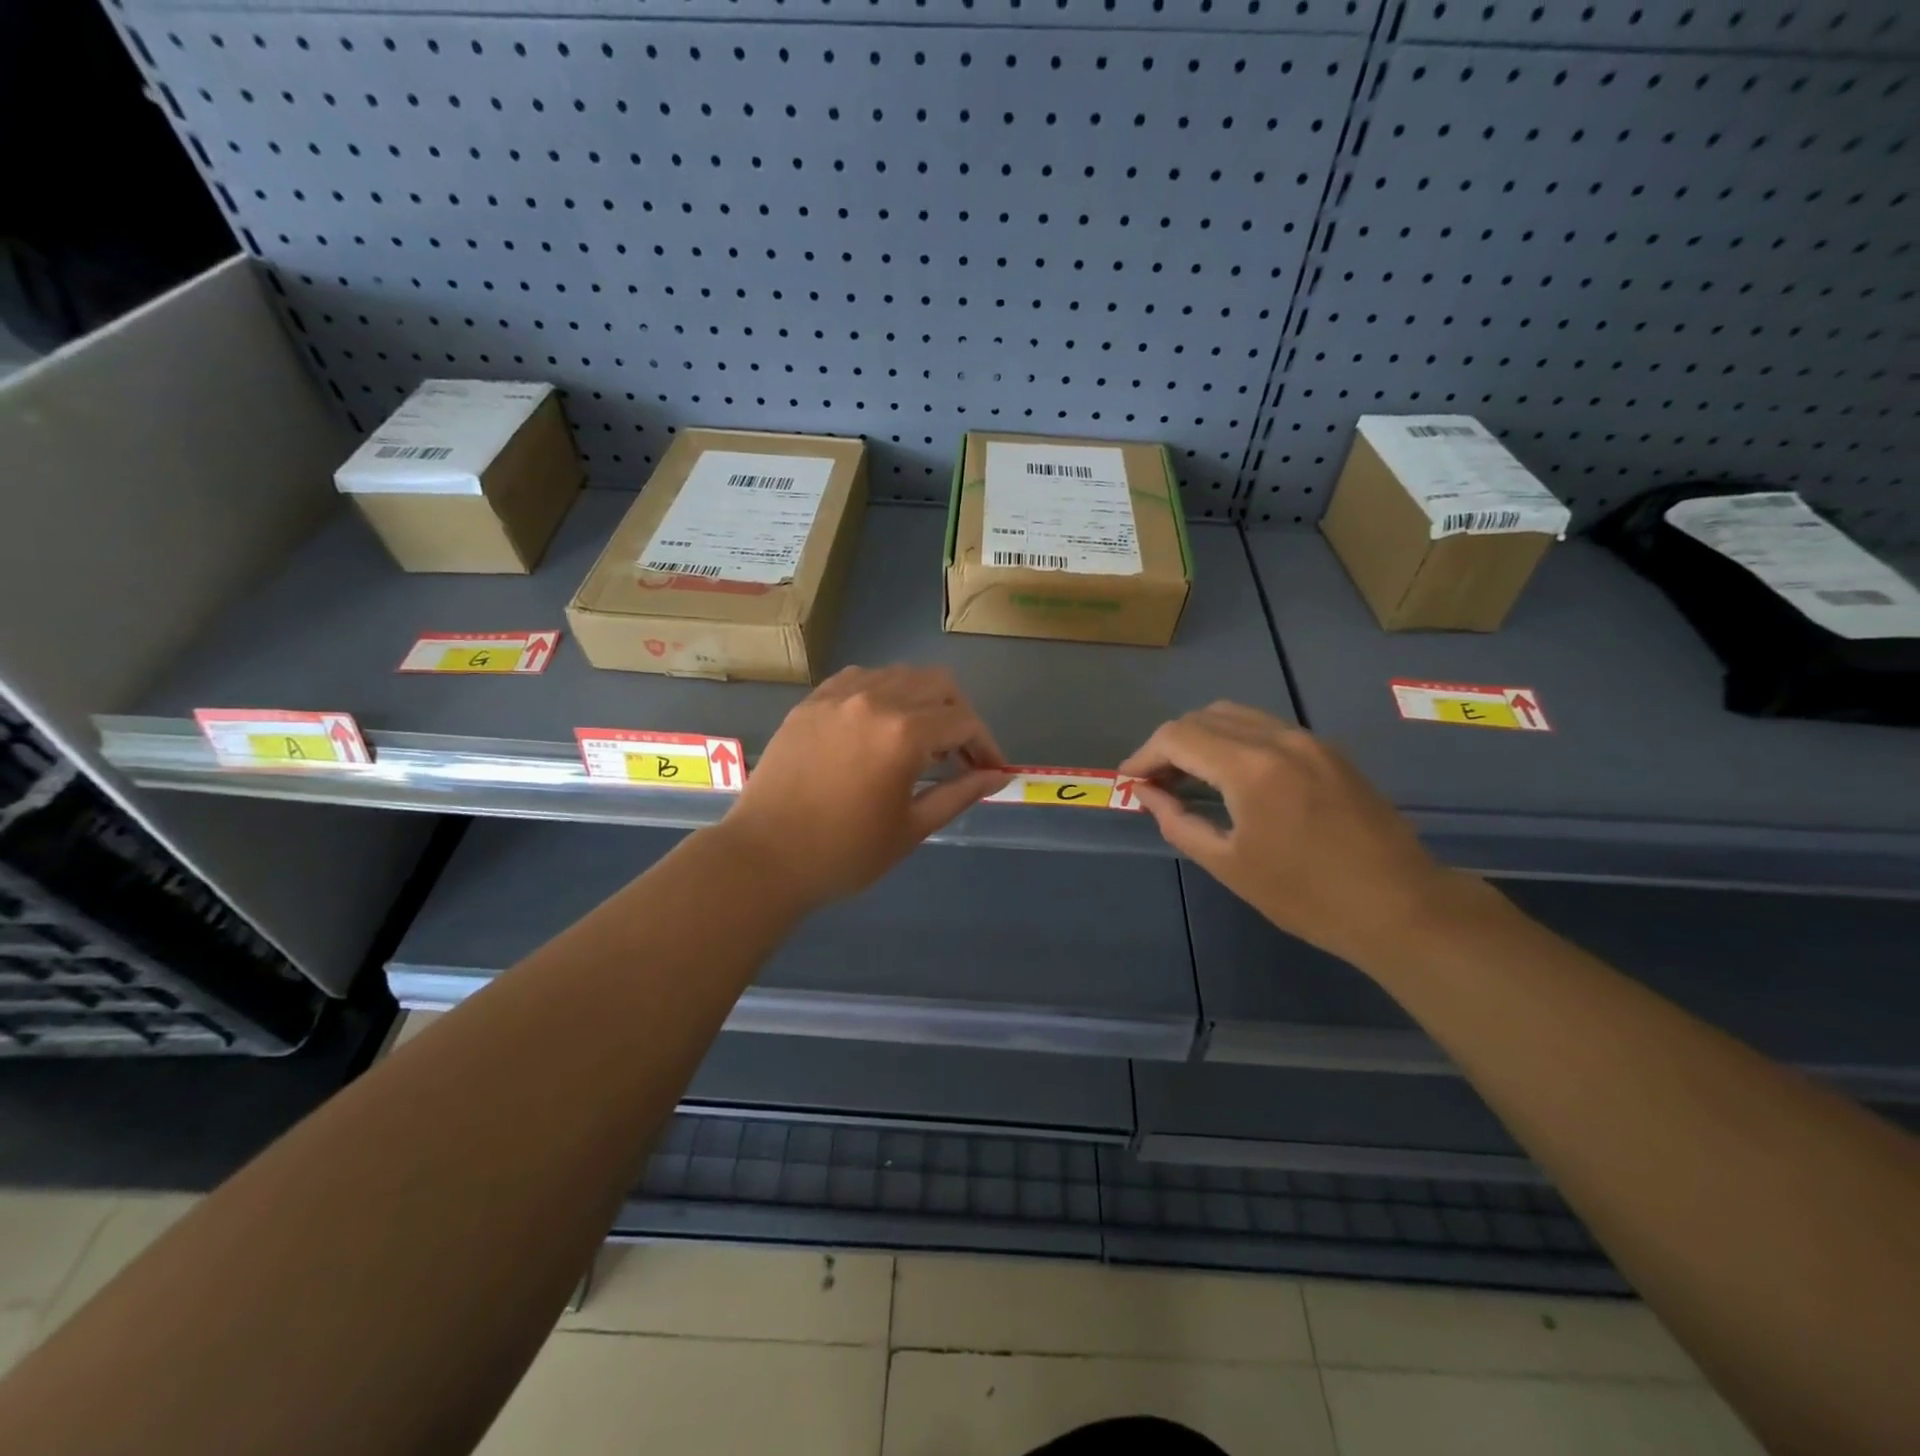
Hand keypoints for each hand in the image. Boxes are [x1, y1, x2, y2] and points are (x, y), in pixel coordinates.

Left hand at [720, 665, 1009, 910]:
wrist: (765, 857)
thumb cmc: (844, 853)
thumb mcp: (911, 828)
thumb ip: (959, 794)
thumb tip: (998, 777)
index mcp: (903, 733)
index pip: (963, 722)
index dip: (986, 745)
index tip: (991, 771)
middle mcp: (875, 700)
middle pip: (938, 684)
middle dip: (959, 715)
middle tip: (960, 754)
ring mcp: (838, 696)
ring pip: (900, 674)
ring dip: (922, 700)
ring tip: (920, 740)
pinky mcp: (811, 701)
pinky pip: (860, 679)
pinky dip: (883, 694)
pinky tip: (879, 725)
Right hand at [1120, 703, 1462, 967]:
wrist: (1399, 906)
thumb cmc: (1306, 895)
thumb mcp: (1228, 865)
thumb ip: (1178, 822)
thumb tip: (1146, 795)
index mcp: (1251, 768)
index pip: (1178, 737)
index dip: (1144, 755)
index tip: (1130, 783)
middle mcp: (1279, 739)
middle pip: (1204, 717)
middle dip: (1170, 745)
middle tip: (1156, 783)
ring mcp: (1309, 741)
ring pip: (1236, 715)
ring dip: (1202, 738)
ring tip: (1188, 777)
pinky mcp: (1328, 752)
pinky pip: (1266, 728)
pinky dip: (1234, 740)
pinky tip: (1231, 777)